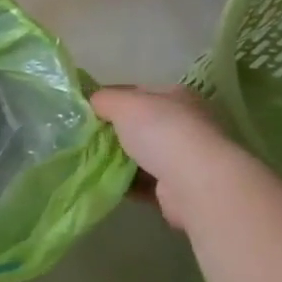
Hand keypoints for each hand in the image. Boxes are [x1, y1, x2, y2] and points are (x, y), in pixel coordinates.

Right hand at [91, 85, 253, 233]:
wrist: (196, 184)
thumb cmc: (162, 132)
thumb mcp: (123, 104)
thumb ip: (104, 100)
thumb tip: (93, 103)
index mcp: (177, 96)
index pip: (138, 92)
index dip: (111, 98)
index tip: (87, 110)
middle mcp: (185, 124)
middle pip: (140, 125)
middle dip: (114, 131)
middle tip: (86, 137)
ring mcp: (185, 158)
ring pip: (141, 155)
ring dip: (119, 159)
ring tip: (89, 160)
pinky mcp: (178, 189)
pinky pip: (144, 182)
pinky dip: (126, 183)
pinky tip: (105, 182)